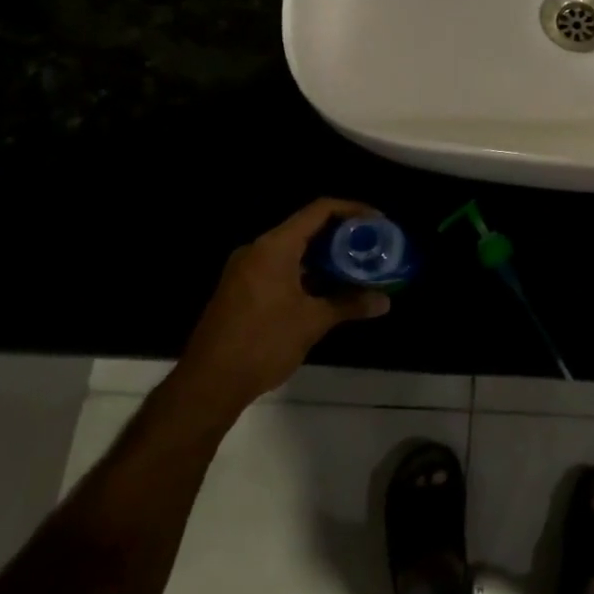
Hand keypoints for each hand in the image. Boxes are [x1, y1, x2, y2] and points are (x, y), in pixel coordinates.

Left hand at [174, 198, 392, 420]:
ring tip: (357, 268)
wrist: (208, 384)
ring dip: (325, 257)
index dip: (353, 210)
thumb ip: (349, 304)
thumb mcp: (312, 322)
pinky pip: (281, 267)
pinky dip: (307, 272)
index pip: (320, 210)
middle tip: (372, 247)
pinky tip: (329, 289)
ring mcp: (247, 269)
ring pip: (294, 250)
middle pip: (308, 227)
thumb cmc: (263, 343)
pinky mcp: (242, 289)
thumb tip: (385, 301)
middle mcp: (258, 249)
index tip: (378, 223)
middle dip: (342, 236)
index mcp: (275, 247)